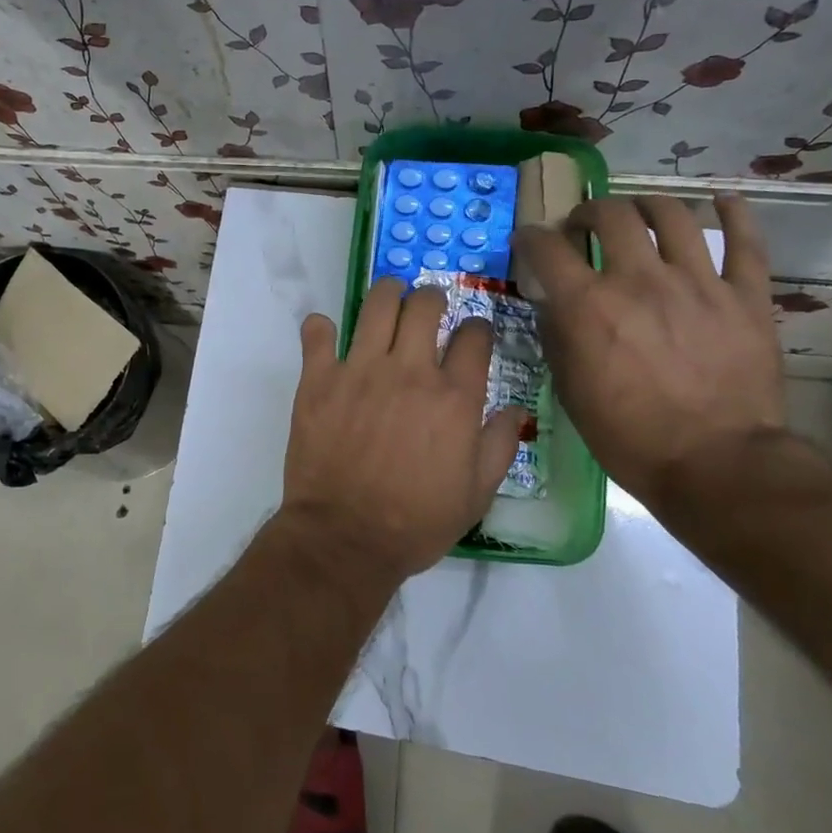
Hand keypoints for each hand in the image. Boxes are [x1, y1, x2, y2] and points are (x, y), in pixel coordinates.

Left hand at [279, 278, 524, 581]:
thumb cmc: (416, 521)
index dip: (478, 328)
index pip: (474, 336)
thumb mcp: (477, 494)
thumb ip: (499, 445)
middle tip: (429, 307)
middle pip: (425, 306)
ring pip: (377, 305)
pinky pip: (318, 334)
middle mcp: (410, 372)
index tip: (473, 333)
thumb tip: (513, 409)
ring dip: (387, 294)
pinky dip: (321, 328)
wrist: (346, 538)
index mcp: (454, 397)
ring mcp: (360, 371)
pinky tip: (327, 334)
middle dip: (432, 297)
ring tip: (389, 300)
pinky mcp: (319, 379)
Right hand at [513, 194, 784, 511]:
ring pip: (673, 216)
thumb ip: (558, 337)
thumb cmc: (629, 436)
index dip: (532, 237)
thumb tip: (553, 305)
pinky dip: (735, 214)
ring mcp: (698, 283)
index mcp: (589, 305)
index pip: (547, 248)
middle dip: (590, 212)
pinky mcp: (746, 296)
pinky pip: (745, 243)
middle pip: (612, 215)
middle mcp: (639, 280)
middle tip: (585, 227)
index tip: (530, 241)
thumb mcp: (570, 390)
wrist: (717, 465)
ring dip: (648, 206)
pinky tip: (723, 200)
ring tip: (641, 215)